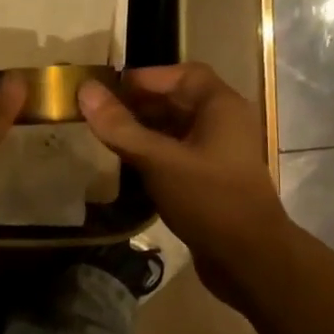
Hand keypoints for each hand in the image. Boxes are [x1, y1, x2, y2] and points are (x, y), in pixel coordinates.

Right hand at [78, 63, 286, 306]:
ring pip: (176, 131)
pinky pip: (177, 156)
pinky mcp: (210, 181)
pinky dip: (153, 156)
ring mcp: (218, 155)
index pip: (182, 74)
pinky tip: (127, 169)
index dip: (144, 77)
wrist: (248, 259)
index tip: (106, 89)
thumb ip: (121, 127)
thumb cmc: (208, 200)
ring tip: (106, 140)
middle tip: (99, 116)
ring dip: (143, 132)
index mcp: (220, 107)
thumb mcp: (159, 161)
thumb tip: (85, 90)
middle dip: (139, 105)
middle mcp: (223, 124)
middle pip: (177, 101)